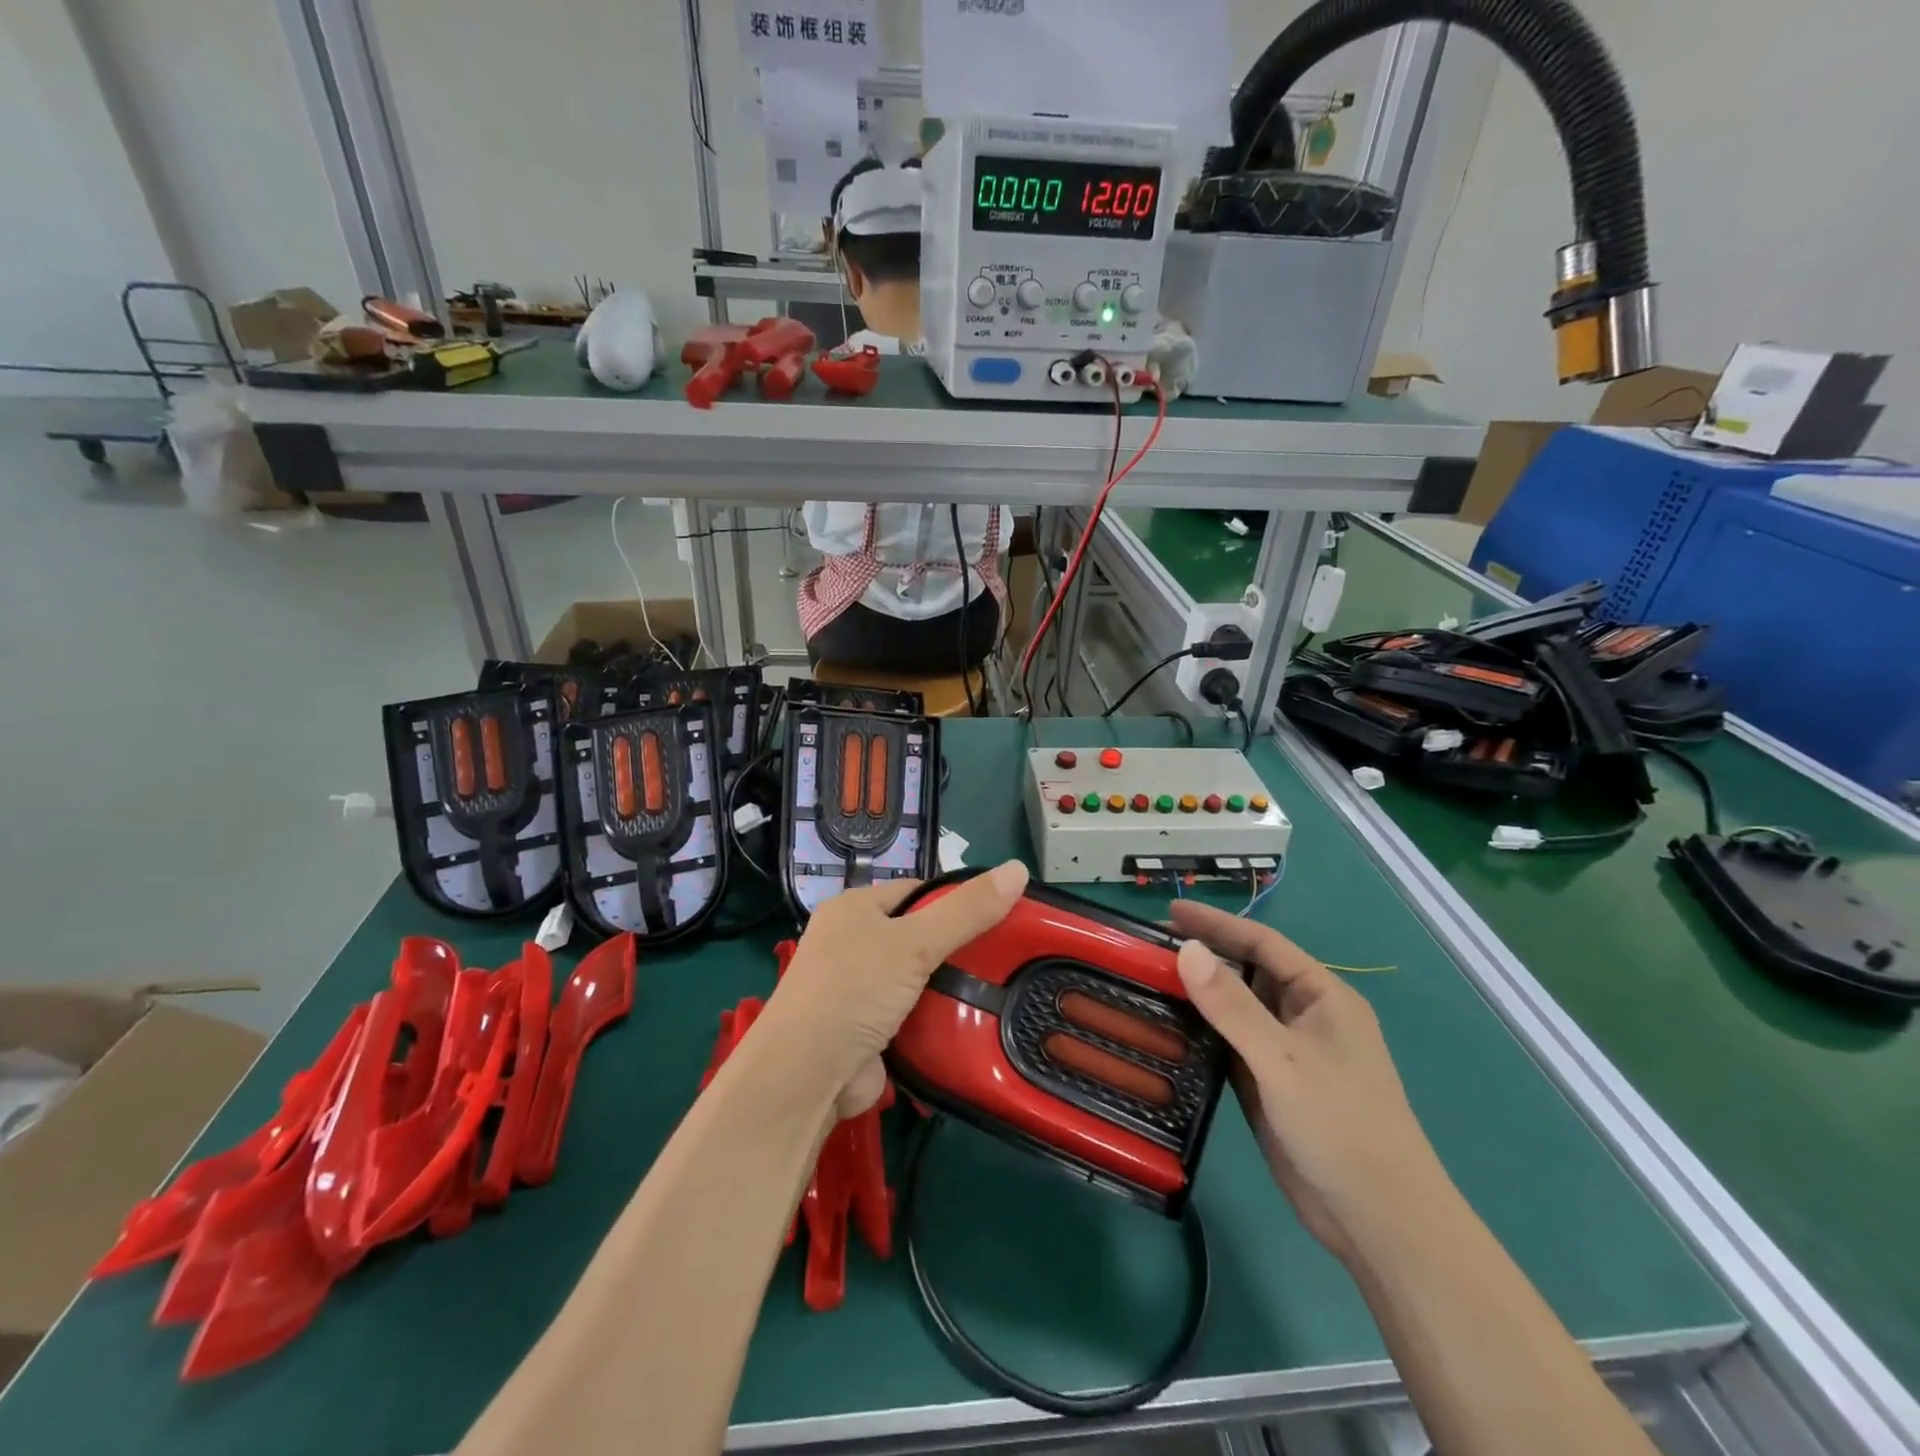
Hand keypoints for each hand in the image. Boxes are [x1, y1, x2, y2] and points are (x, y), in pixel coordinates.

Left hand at [769, 861, 1028, 1117]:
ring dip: (946, 986)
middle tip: (1004, 957)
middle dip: (954, 947)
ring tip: (998, 988)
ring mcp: (855, 988)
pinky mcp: (865, 1028)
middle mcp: (850, 942)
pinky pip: (909, 1013)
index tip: (997, 915)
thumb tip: (1019, 868)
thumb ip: (967, 910)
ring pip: (915, 977)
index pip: (915, 891)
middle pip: (916, 934)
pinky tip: (969, 1022)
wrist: (805, 1077)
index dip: (955, 900)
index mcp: (853, 908)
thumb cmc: (854, 990)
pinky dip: (933, 1018)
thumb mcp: (915, 942)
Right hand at [1170, 901, 1447, 1262]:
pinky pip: (1228, 1045)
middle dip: (1203, 956)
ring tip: (1148, 980)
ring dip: (1198, 994)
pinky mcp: (1269, 1086)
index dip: (1217, 924)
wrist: (1378, 1222)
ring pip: (1234, 1010)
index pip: (1263, 944)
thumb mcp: (1283, 1059)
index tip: (1169, 912)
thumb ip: (1232, 1005)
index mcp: (1322, 997)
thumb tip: (1186, 949)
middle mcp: (1303, 1017)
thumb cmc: (1341, 1126)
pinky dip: (1201, 1032)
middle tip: (1148, 948)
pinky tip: (1168, 1027)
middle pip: (1246, 972)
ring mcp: (1285, 1054)